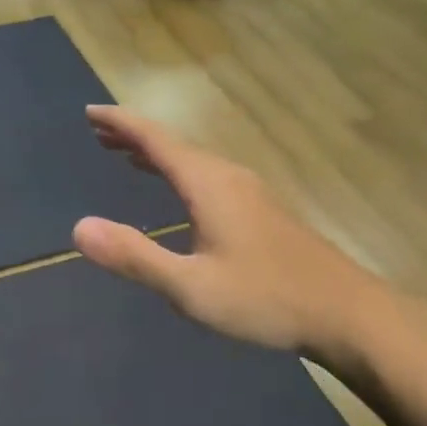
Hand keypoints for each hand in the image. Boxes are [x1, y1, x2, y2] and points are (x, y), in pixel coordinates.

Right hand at [72, 105, 391, 369]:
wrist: (346, 314)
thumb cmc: (265, 299)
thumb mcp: (190, 287)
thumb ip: (134, 256)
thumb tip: (79, 228)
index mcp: (207, 184)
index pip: (155, 140)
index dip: (120, 123)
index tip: (89, 111)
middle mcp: (227, 177)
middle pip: (173, 144)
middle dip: (133, 135)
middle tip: (97, 131)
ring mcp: (248, 193)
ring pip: (192, 160)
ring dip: (156, 153)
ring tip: (125, 154)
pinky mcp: (260, 211)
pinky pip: (206, 176)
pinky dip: (178, 171)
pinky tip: (178, 190)